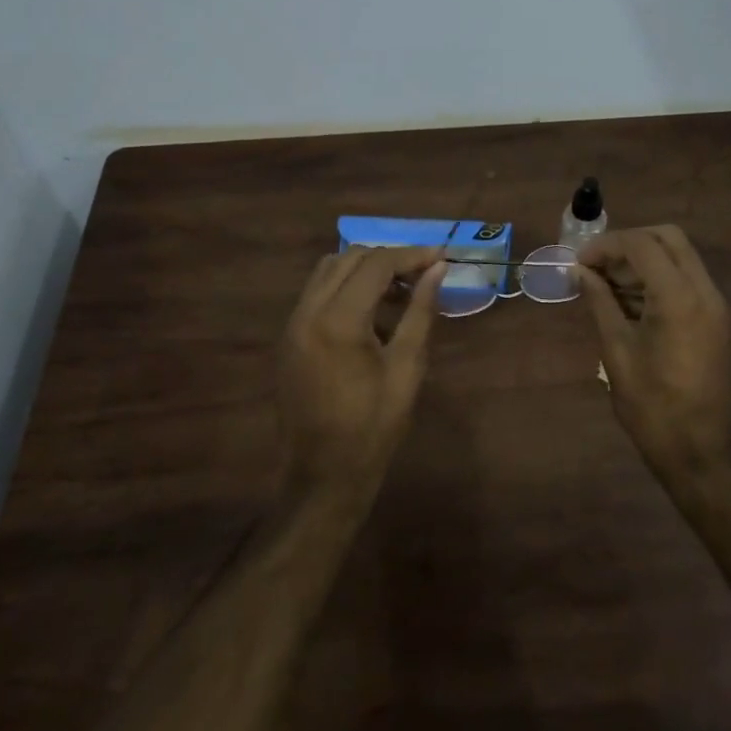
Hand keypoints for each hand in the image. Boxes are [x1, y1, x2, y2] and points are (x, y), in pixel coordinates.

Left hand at [276, 246, 445, 502]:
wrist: (323, 475)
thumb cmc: (374, 426)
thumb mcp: (407, 367)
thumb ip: (420, 311)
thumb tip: (437, 270)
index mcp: (338, 320)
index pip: (377, 264)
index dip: (412, 255)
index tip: (441, 257)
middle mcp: (308, 311)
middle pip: (350, 258)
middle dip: (389, 259)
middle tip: (423, 274)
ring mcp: (292, 323)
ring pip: (329, 270)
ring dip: (365, 269)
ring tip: (400, 290)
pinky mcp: (288, 337)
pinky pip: (317, 292)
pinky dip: (345, 287)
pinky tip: (372, 312)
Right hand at [578, 226, 730, 480]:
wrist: (697, 449)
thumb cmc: (650, 405)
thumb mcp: (616, 350)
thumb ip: (600, 302)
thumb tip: (580, 272)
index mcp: (678, 298)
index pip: (642, 245)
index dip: (606, 245)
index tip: (579, 261)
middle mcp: (703, 291)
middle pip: (667, 237)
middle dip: (628, 242)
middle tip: (596, 264)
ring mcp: (713, 304)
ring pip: (678, 255)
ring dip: (642, 259)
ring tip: (604, 283)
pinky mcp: (713, 317)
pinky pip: (684, 278)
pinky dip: (656, 277)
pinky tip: (626, 299)